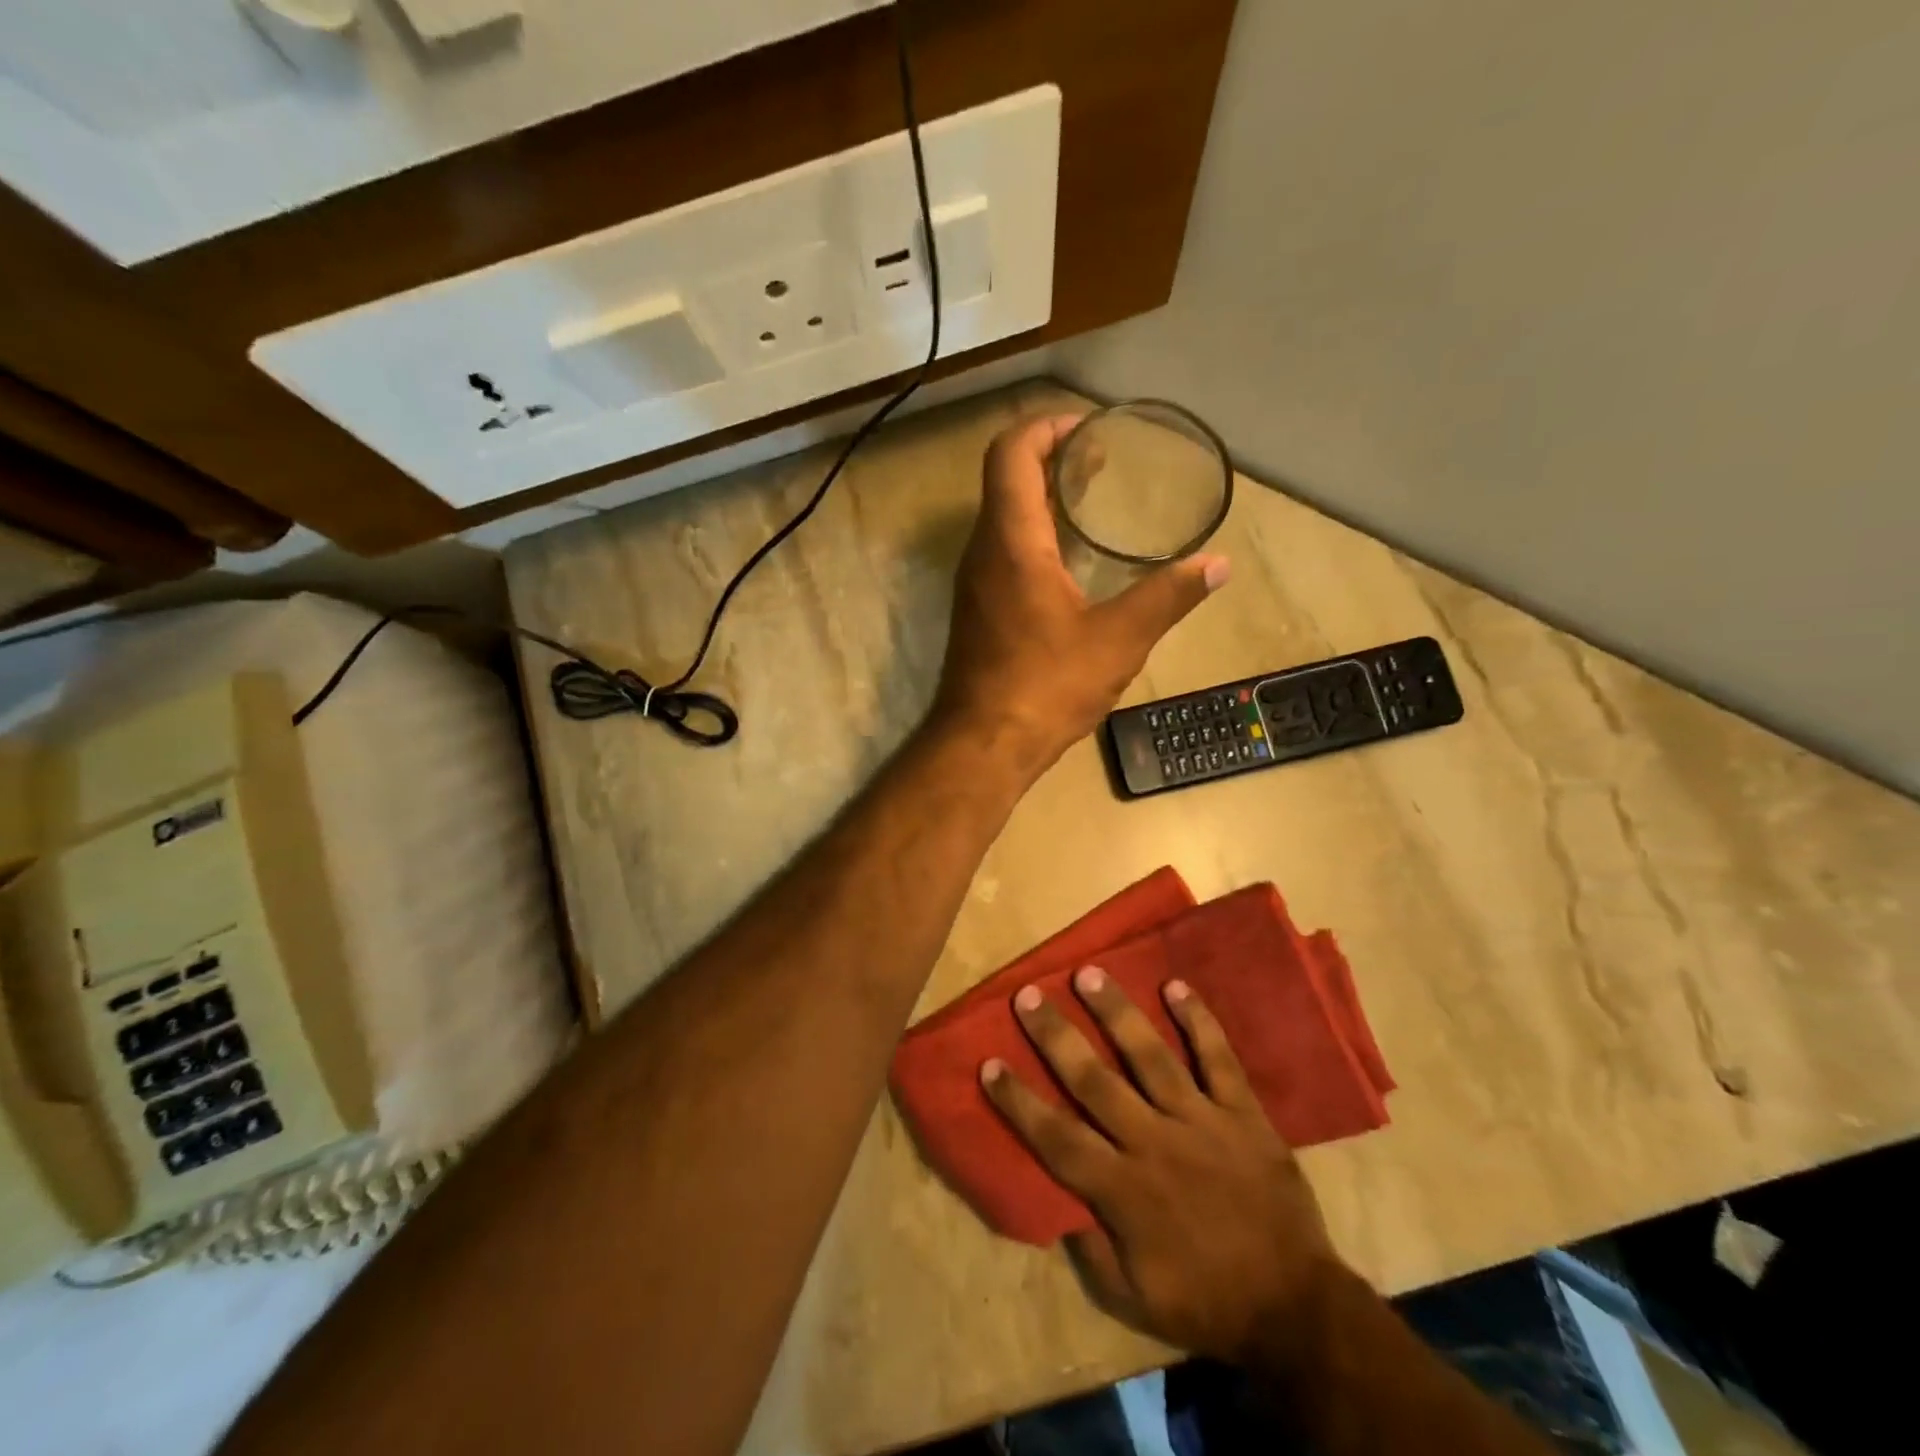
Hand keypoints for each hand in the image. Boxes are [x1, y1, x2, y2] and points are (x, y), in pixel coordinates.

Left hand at [932, 414, 1228, 780]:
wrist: (982, 745)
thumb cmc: (1045, 686)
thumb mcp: (1118, 640)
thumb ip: (1167, 597)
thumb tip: (1218, 566)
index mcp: (1011, 541)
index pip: (1010, 452)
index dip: (1045, 426)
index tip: (1088, 428)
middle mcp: (982, 552)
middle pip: (1004, 479)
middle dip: (1049, 458)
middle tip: (1101, 461)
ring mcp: (974, 584)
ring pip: (1001, 518)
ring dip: (1039, 499)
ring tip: (1090, 503)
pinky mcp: (977, 612)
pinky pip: (1001, 552)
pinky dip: (1033, 537)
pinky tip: (1070, 563)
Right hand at [981, 969, 1337, 1363]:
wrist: (1296, 1308)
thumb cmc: (1205, 1302)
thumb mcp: (1133, 1299)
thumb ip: (1090, 1247)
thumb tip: (1053, 1198)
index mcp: (1124, 1192)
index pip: (1057, 1137)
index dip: (1020, 1101)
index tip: (989, 1063)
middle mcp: (1155, 1144)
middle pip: (1095, 1081)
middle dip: (1057, 1037)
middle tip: (1030, 996)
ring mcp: (1202, 1122)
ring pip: (1151, 1057)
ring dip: (1117, 1013)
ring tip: (1089, 973)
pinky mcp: (1243, 1114)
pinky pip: (1219, 1059)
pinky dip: (1199, 1021)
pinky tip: (1176, 985)